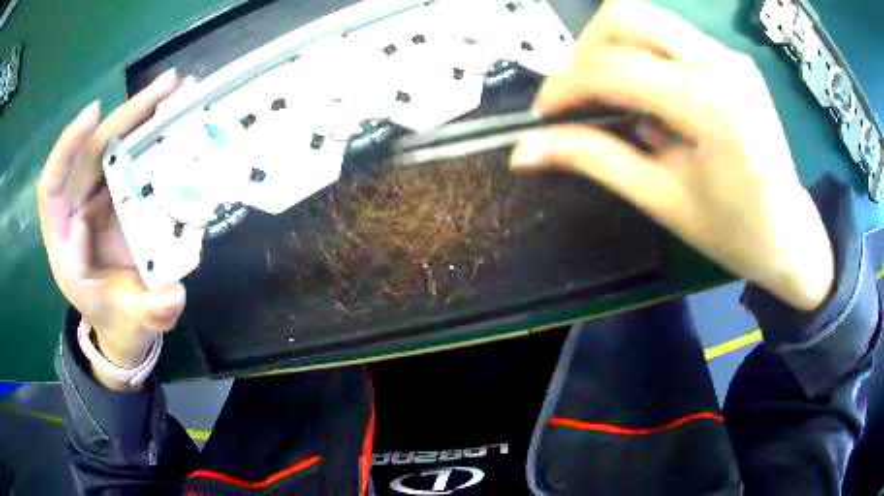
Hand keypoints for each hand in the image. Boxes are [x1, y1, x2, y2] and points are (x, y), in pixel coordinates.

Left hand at [37, 70, 184, 387]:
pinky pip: (131, 158)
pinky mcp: (119, 195)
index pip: (51, 187)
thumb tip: (172, 298)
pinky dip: (151, 135)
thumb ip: (149, 312)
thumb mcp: (134, 322)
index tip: (94, 113)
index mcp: (65, 242)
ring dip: (143, 116)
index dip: (66, 148)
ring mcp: (99, 199)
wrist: (128, 320)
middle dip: (124, 117)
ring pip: (112, 147)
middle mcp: (77, 210)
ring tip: (177, 90)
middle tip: (165, 88)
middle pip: (90, 152)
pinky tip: (175, 117)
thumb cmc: (120, 321)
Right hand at [510, 0, 832, 310]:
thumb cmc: (733, 232)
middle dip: (586, 48)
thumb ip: (594, 160)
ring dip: (612, 47)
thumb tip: (525, 150)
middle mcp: (721, 63)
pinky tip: (651, 97)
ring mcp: (729, 55)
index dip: (564, 85)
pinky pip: (670, 36)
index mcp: (710, 106)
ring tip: (614, 96)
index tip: (542, 113)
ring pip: (647, 17)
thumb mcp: (661, 200)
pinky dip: (643, 55)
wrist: (791, 234)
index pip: (614, 67)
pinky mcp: (731, 58)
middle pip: (626, 14)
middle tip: (580, 94)